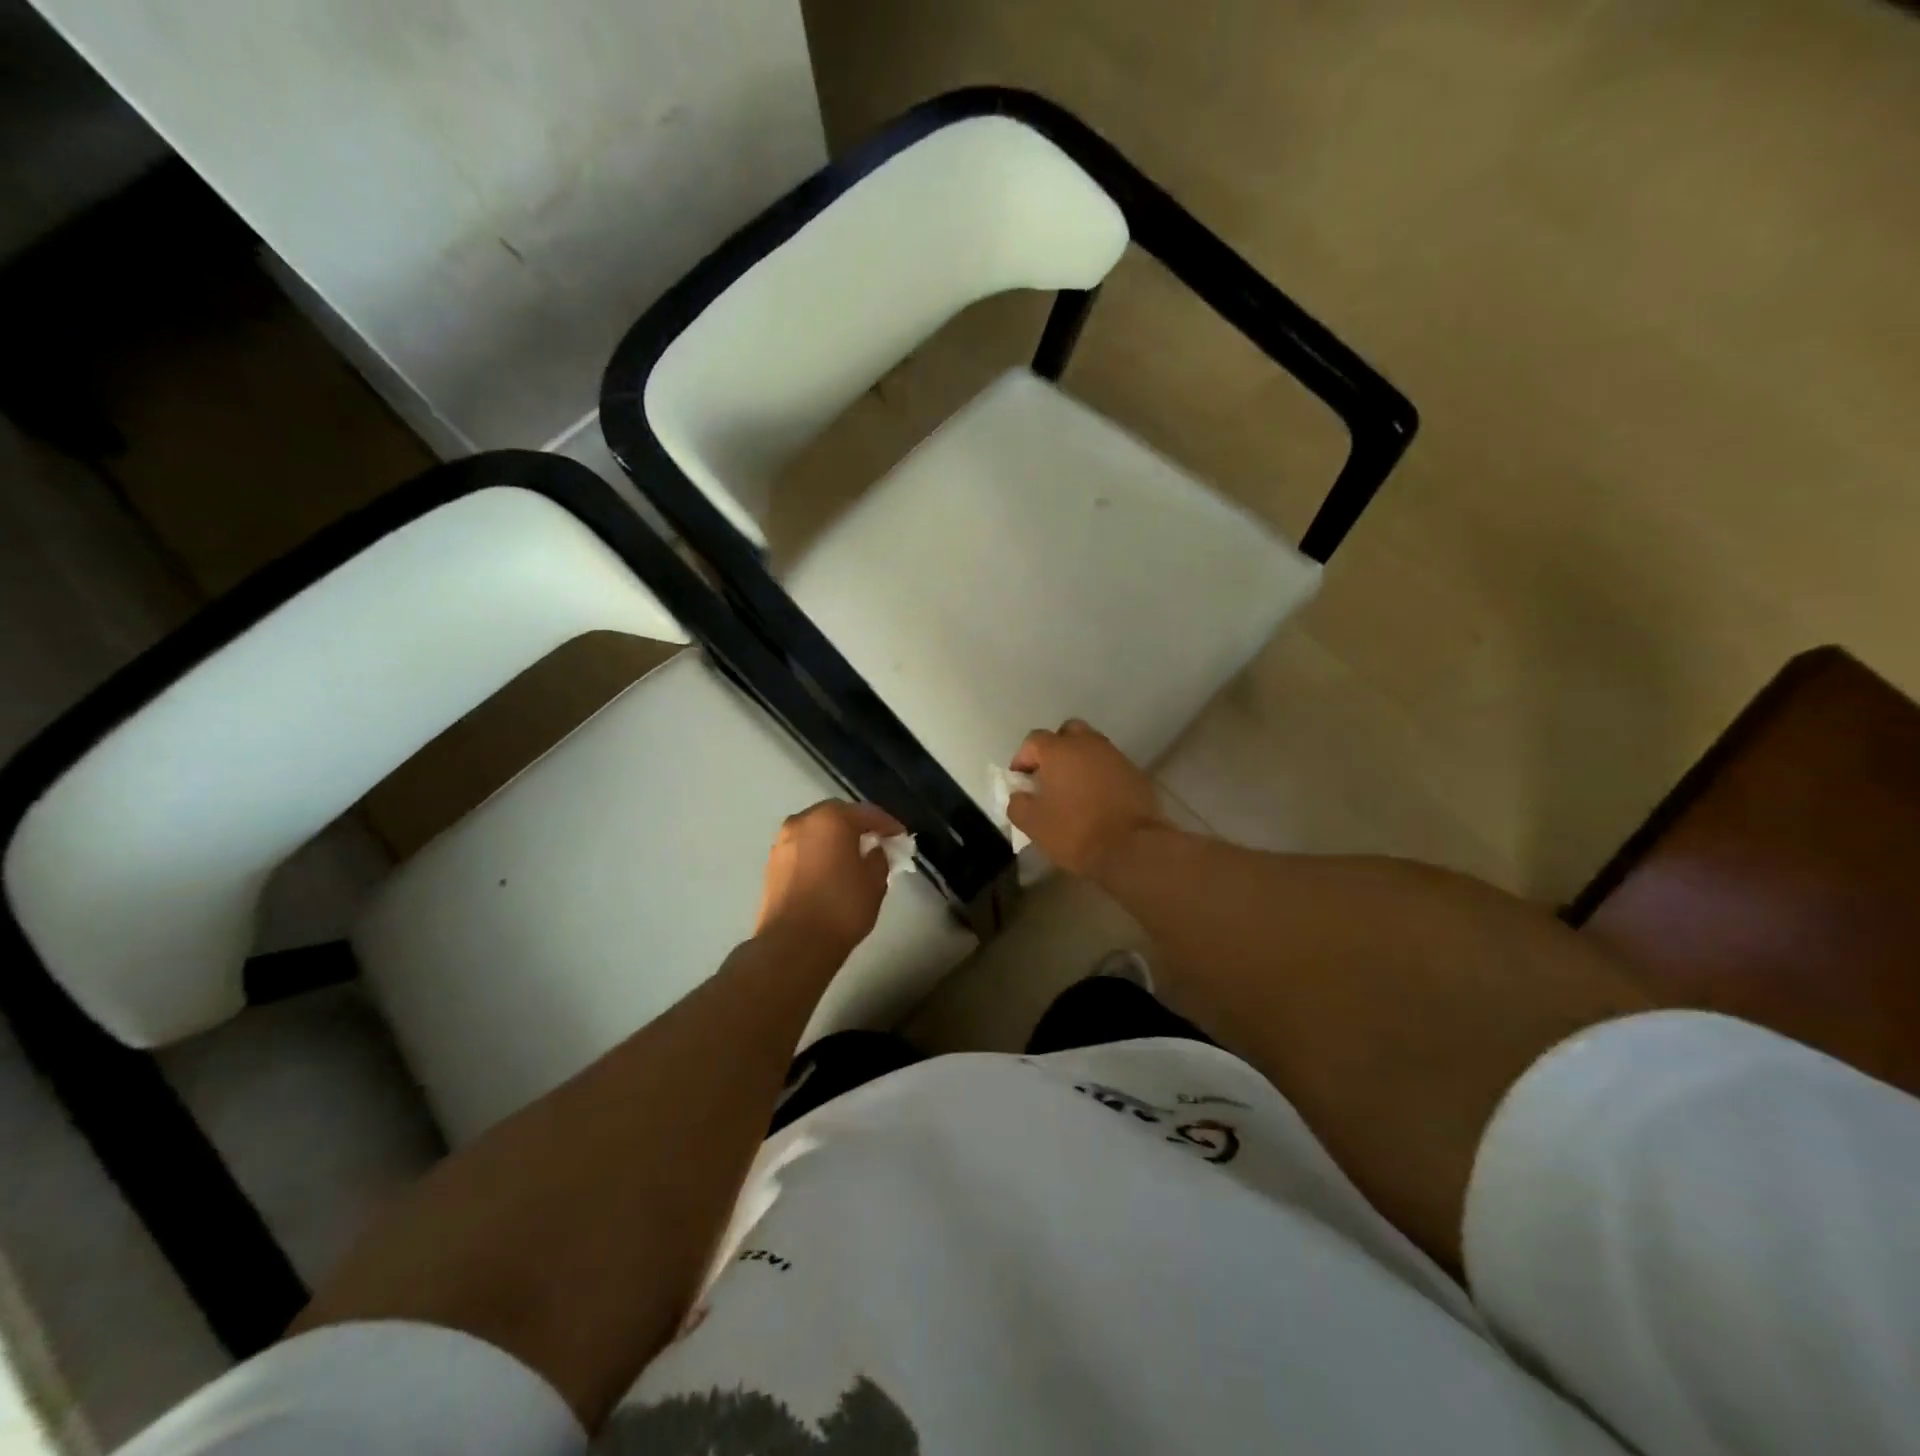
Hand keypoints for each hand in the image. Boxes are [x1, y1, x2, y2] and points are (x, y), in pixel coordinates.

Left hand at [755, 801, 902, 959]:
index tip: (901, 837)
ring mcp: (783, 841)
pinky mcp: (772, 863)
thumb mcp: (875, 882)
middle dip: (858, 827)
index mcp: (831, 818)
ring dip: (835, 839)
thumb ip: (879, 858)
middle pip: (837, 815)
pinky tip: (830, 870)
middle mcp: (802, 821)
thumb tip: (873, 851)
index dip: (887, 824)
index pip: (867, 812)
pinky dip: (818, 853)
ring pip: (816, 831)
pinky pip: (803, 848)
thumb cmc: (841, 908)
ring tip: (852, 858)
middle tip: (876, 842)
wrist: (793, 944)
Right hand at [1007, 720, 1166, 877]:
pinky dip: (1101, 776)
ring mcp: (1116, 756)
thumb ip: (1018, 804)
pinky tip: (1098, 800)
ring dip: (1080, 762)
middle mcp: (1088, 744)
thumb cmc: (1076, 832)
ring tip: (1074, 790)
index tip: (1021, 781)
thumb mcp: (1033, 824)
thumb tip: (1020, 795)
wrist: (1133, 848)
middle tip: (1050, 776)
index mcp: (1059, 750)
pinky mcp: (1136, 773)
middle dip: (1055, 749)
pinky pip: (1111, 766)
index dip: (1023, 758)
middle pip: (1067, 733)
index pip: (1033, 740)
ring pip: (1092, 748)